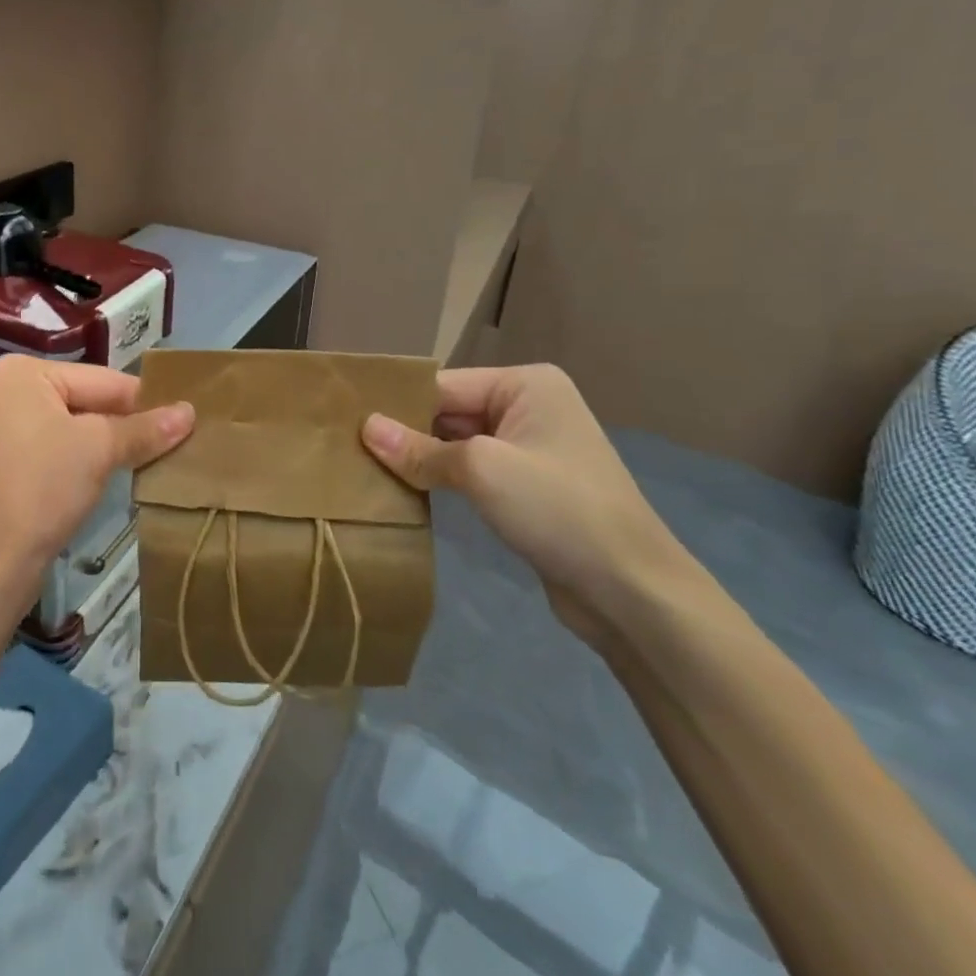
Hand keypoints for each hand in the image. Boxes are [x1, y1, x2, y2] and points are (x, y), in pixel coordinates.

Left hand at [0, 355, 194, 616]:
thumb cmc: (41, 489)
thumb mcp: (99, 450)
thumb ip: (145, 428)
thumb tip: (190, 412)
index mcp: (23, 372)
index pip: (103, 379)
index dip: (146, 401)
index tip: (188, 419)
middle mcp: (7, 391)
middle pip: (87, 401)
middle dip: (127, 425)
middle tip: (178, 442)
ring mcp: (1, 428)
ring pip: (73, 428)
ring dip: (109, 445)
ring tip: (153, 460)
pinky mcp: (4, 463)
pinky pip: (56, 449)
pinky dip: (84, 461)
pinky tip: (113, 476)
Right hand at [362, 364, 705, 651]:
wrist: (630, 590)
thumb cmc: (558, 510)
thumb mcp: (481, 470)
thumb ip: (419, 449)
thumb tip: (365, 428)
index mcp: (525, 385)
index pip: (442, 385)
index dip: (396, 405)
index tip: (344, 422)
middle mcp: (528, 406)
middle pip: (447, 412)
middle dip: (404, 432)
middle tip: (346, 448)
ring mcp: (528, 448)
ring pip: (455, 443)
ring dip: (418, 458)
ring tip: (363, 468)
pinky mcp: (525, 485)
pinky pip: (469, 470)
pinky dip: (439, 478)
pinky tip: (402, 489)